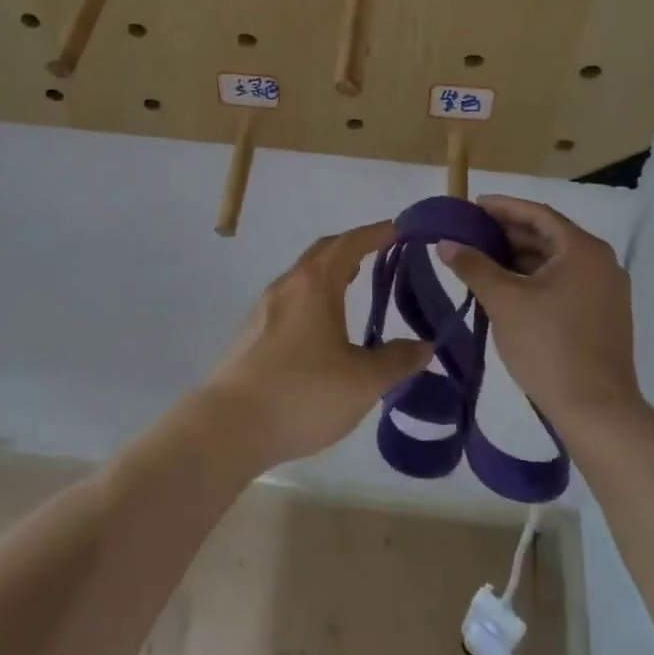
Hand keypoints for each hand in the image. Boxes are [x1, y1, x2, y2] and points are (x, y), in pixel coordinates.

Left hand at [202, 222, 433, 469]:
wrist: (229, 426)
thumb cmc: (302, 394)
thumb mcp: (362, 382)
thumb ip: (396, 362)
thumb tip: (424, 346)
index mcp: (315, 284)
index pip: (350, 244)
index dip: (377, 233)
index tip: (399, 228)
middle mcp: (288, 285)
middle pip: (323, 252)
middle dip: (353, 245)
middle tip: (381, 250)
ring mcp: (265, 307)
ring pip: (303, 275)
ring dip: (331, 270)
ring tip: (354, 282)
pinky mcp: (253, 332)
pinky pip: (291, 297)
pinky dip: (314, 294)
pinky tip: (322, 324)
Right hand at [438, 196, 644, 432]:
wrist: (596, 411)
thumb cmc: (549, 346)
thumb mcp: (504, 301)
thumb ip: (473, 265)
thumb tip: (446, 243)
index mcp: (583, 250)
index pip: (538, 214)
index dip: (503, 207)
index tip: (473, 206)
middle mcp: (601, 263)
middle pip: (548, 236)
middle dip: (508, 233)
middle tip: (472, 234)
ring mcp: (606, 292)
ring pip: (555, 262)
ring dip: (519, 257)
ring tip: (482, 260)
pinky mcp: (602, 316)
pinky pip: (564, 283)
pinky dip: (535, 279)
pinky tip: (507, 289)